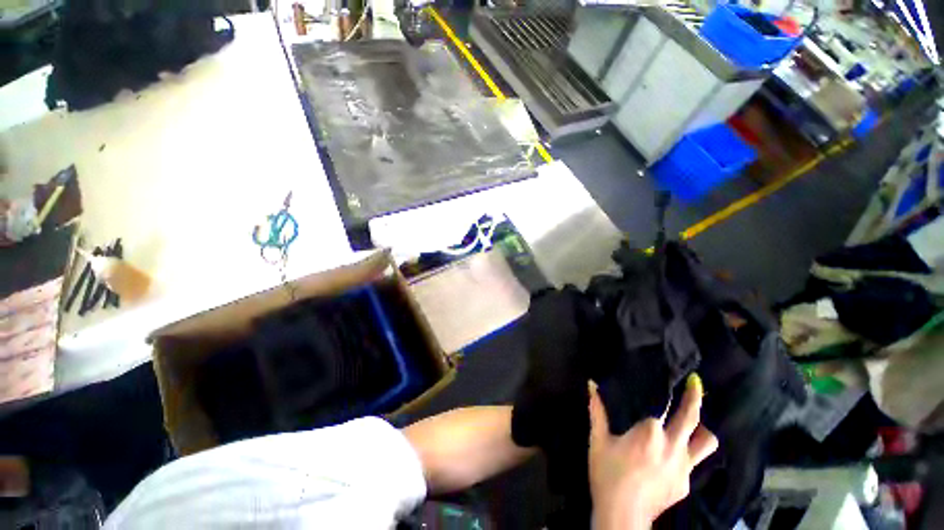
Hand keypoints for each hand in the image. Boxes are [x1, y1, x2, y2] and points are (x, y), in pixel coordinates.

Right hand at [589, 374, 717, 529]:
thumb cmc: (607, 473)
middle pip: (691, 418)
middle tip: (696, 383)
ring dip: (701, 430)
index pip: (660, 409)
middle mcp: (672, 446)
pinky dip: (686, 454)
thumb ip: (596, 410)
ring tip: (692, 424)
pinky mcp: (687, 484)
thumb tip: (591, 384)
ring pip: (706, 442)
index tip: (664, 385)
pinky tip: (671, 457)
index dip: (657, 401)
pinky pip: (694, 463)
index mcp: (649, 433)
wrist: (622, 515)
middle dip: (695, 398)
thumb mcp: (597, 439)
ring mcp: (684, 467)